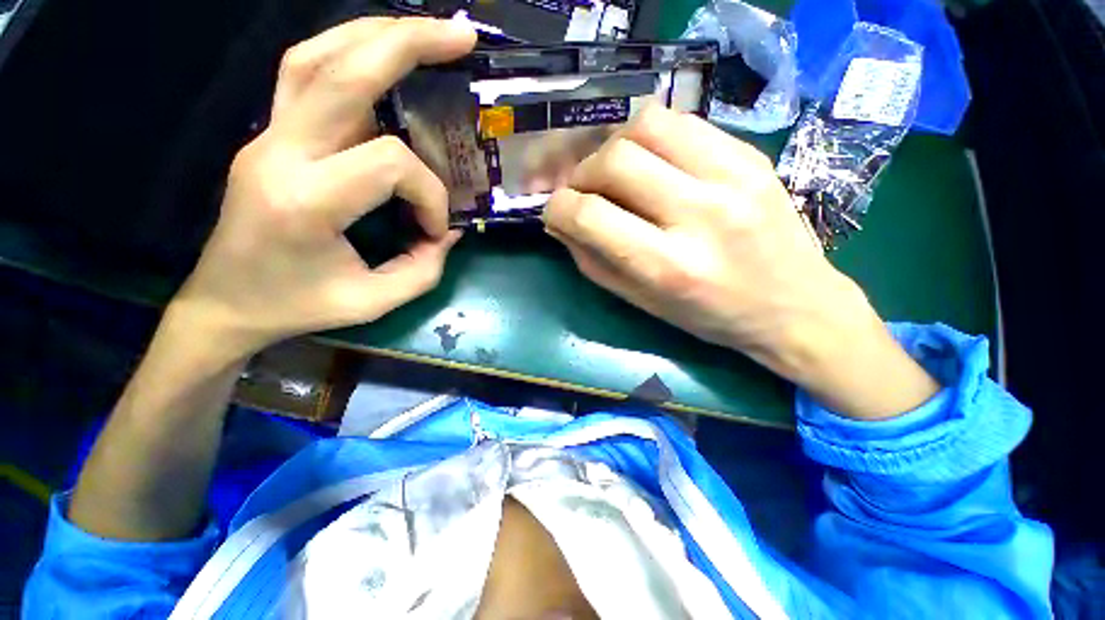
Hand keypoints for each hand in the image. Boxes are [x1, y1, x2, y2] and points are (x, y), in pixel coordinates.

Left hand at [170, 18, 475, 358]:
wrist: (226, 302)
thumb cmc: (298, 306)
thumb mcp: (374, 301)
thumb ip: (424, 268)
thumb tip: (450, 231)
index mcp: (307, 200)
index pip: (390, 164)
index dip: (430, 195)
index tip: (435, 231)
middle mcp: (280, 152)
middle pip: (342, 71)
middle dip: (407, 43)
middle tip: (459, 35)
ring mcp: (267, 136)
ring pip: (315, 56)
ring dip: (375, 34)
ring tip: (424, 32)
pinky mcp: (269, 135)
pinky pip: (306, 74)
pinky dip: (348, 53)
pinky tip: (381, 55)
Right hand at [544, 106, 937, 418]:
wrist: (795, 306)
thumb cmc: (709, 316)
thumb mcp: (641, 302)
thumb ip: (593, 261)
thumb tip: (560, 223)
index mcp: (668, 266)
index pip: (590, 216)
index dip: (559, 208)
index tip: (555, 211)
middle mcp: (699, 215)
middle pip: (614, 161)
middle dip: (581, 173)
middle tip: (583, 190)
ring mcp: (733, 176)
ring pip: (648, 124)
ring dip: (614, 145)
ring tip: (615, 170)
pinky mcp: (751, 155)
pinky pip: (684, 122)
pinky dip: (651, 136)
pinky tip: (651, 161)